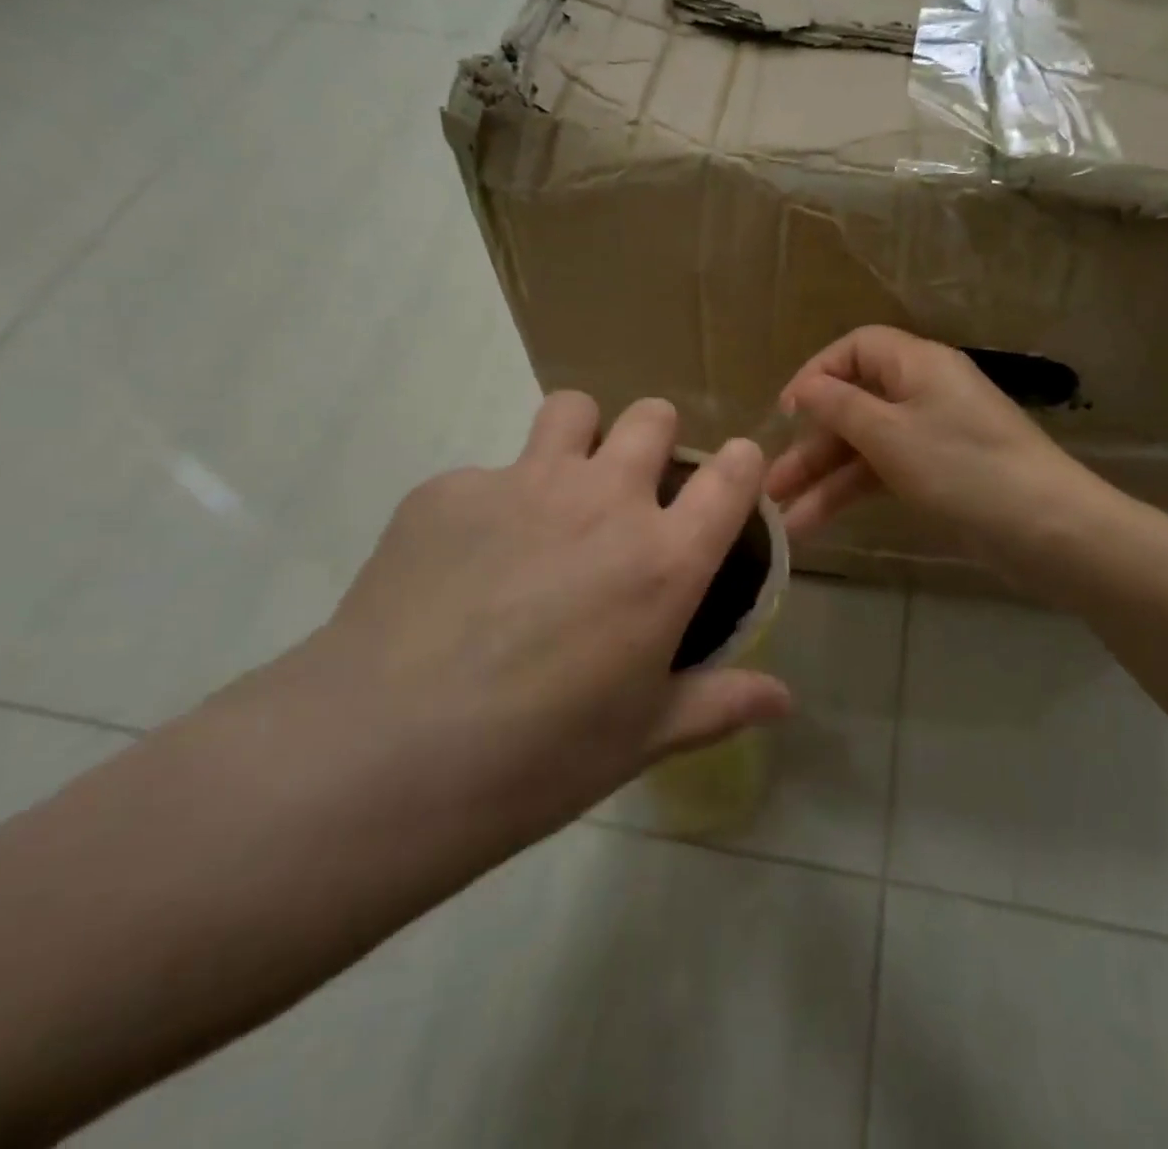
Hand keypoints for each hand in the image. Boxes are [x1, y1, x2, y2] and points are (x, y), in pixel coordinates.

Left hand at [302, 394, 792, 854]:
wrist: (382, 754)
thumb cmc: (536, 758)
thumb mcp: (642, 737)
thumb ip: (720, 704)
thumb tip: (785, 701)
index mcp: (664, 559)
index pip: (732, 475)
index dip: (740, 465)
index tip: (730, 478)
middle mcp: (603, 501)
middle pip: (653, 417)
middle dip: (656, 440)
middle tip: (632, 491)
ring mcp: (523, 483)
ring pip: (573, 410)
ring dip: (580, 439)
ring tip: (556, 494)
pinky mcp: (448, 489)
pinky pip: (487, 472)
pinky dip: (492, 502)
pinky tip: (463, 564)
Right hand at [766, 327, 1102, 565]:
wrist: (1046, 530)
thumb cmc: (962, 468)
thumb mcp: (891, 434)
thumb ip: (839, 407)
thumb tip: (804, 388)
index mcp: (916, 365)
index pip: (855, 349)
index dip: (815, 374)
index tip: (786, 413)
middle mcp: (922, 393)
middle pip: (853, 405)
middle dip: (810, 445)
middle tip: (771, 486)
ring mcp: (931, 437)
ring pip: (864, 448)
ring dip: (823, 480)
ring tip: (782, 520)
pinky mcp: (938, 475)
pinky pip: (883, 474)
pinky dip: (851, 495)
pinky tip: (817, 524)